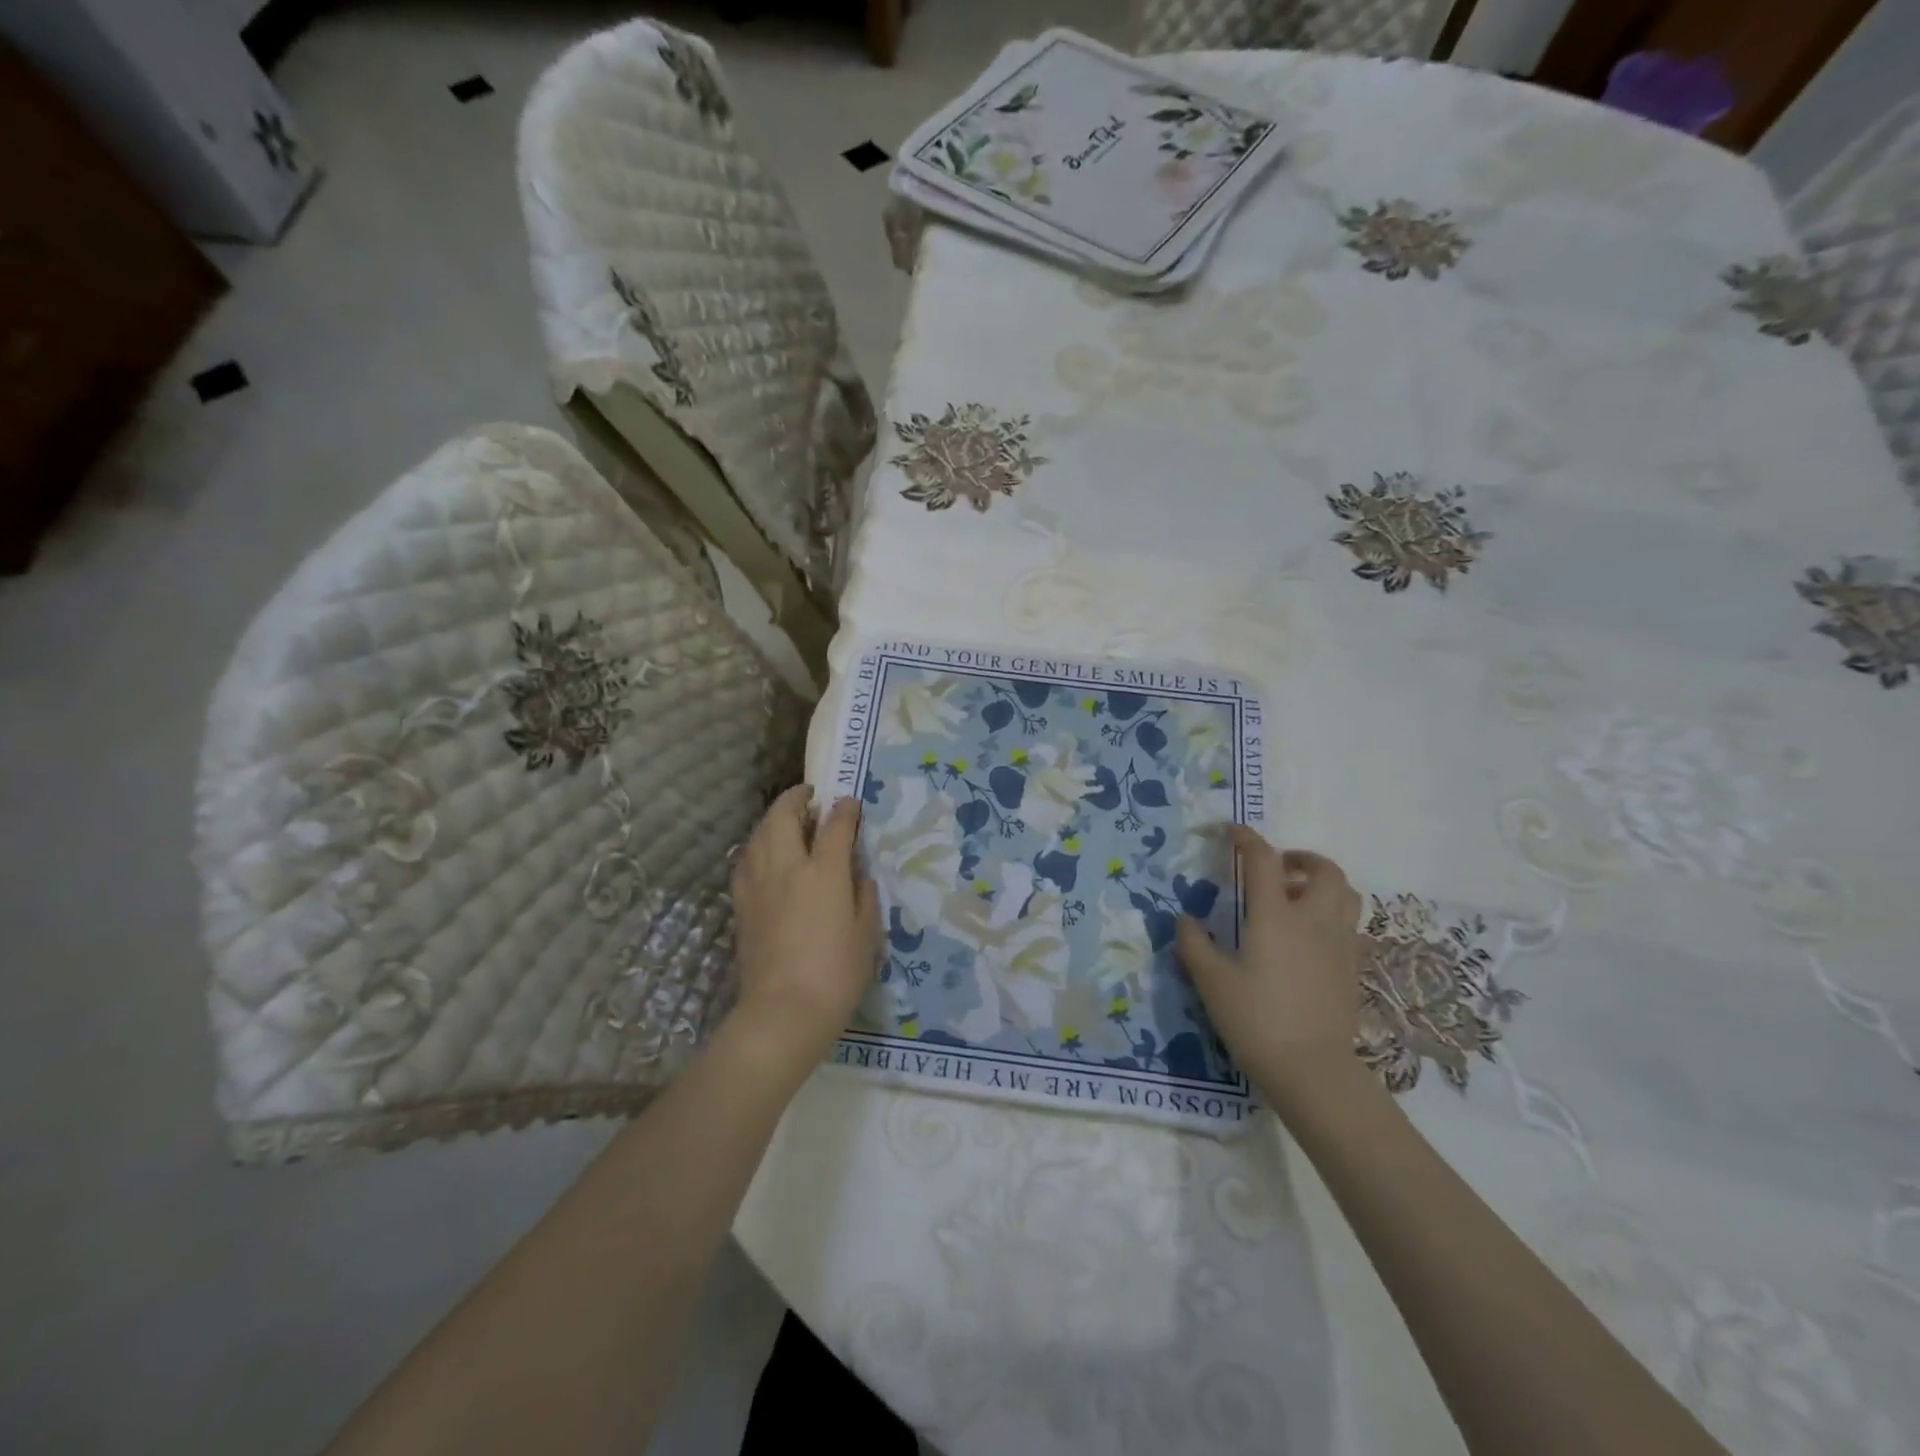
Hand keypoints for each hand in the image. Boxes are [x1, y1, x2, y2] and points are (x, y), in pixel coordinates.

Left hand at [727, 787, 880, 1076]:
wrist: (783, 1011)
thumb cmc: (836, 973)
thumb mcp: (866, 933)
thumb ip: (863, 894)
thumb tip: (855, 873)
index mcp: (824, 872)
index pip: (835, 825)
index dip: (844, 809)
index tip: (850, 802)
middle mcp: (787, 867)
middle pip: (784, 816)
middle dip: (796, 798)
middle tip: (809, 795)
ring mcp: (759, 883)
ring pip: (759, 834)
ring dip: (773, 818)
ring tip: (786, 819)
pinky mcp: (741, 903)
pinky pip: (746, 860)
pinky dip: (757, 846)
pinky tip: (765, 854)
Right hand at [1175, 827, 1367, 1111]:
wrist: (1311, 1070)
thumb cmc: (1256, 1020)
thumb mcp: (1211, 981)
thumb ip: (1194, 944)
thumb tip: (1184, 918)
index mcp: (1275, 915)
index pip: (1263, 860)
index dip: (1247, 839)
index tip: (1232, 831)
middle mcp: (1313, 920)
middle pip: (1324, 870)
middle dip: (1300, 858)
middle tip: (1277, 868)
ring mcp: (1340, 944)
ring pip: (1346, 895)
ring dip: (1323, 884)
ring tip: (1297, 897)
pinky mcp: (1353, 968)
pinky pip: (1350, 925)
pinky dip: (1332, 915)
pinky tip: (1310, 938)